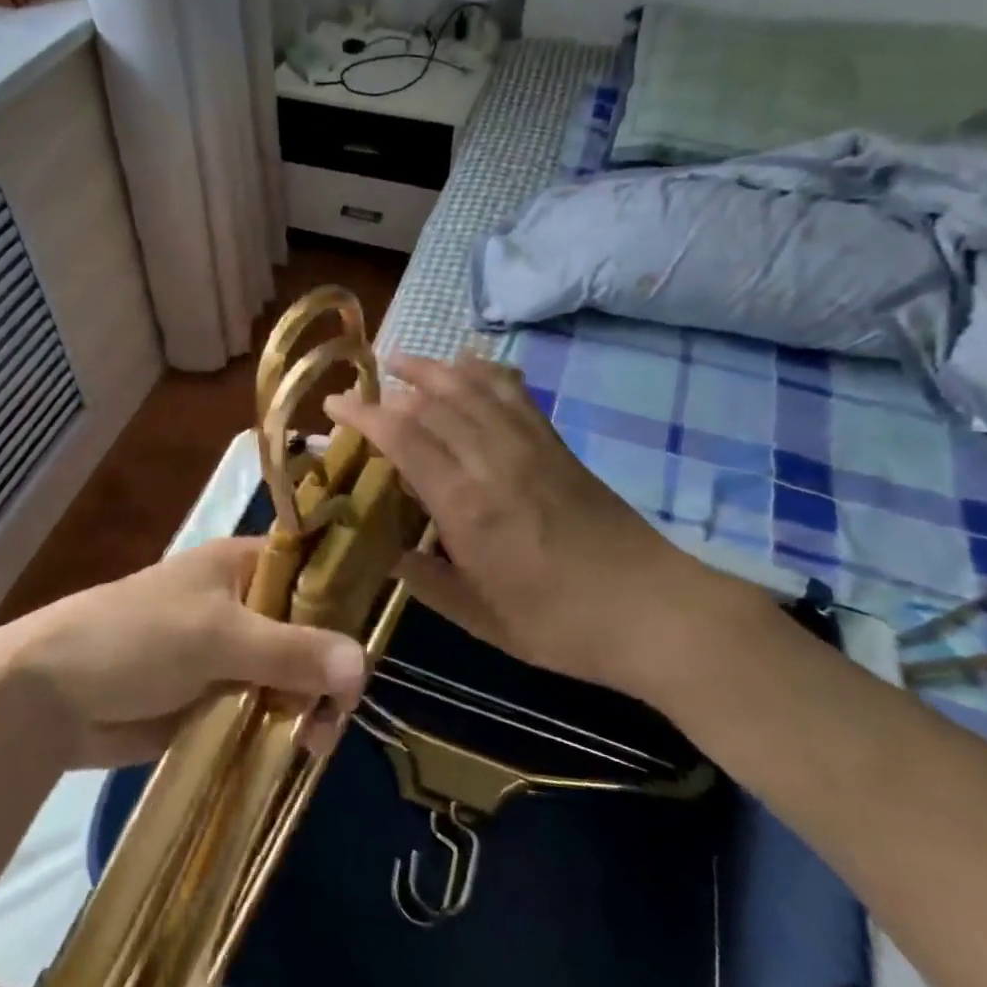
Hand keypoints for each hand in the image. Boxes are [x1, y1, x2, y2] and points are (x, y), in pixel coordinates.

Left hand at [0, 539, 367, 767]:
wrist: (50, 695)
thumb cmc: (136, 638)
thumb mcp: (218, 637)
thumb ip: (292, 651)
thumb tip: (364, 665)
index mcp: (243, 564)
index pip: (313, 570)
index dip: (345, 601)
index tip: (370, 648)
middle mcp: (244, 603)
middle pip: (308, 630)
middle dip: (327, 670)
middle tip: (335, 716)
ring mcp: (229, 652)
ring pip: (290, 674)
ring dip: (306, 706)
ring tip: (311, 745)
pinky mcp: (214, 697)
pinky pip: (263, 707)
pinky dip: (280, 727)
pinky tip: (295, 752)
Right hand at [326, 354, 734, 698]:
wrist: (651, 609)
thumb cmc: (559, 624)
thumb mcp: (481, 618)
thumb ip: (427, 581)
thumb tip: (388, 554)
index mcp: (466, 505)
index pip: (403, 437)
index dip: (364, 414)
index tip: (335, 405)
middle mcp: (493, 460)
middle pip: (434, 401)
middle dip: (392, 386)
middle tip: (363, 386)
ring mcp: (528, 445)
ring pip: (472, 387)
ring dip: (433, 368)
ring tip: (403, 361)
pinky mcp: (556, 443)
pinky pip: (514, 392)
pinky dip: (486, 371)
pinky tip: (470, 363)